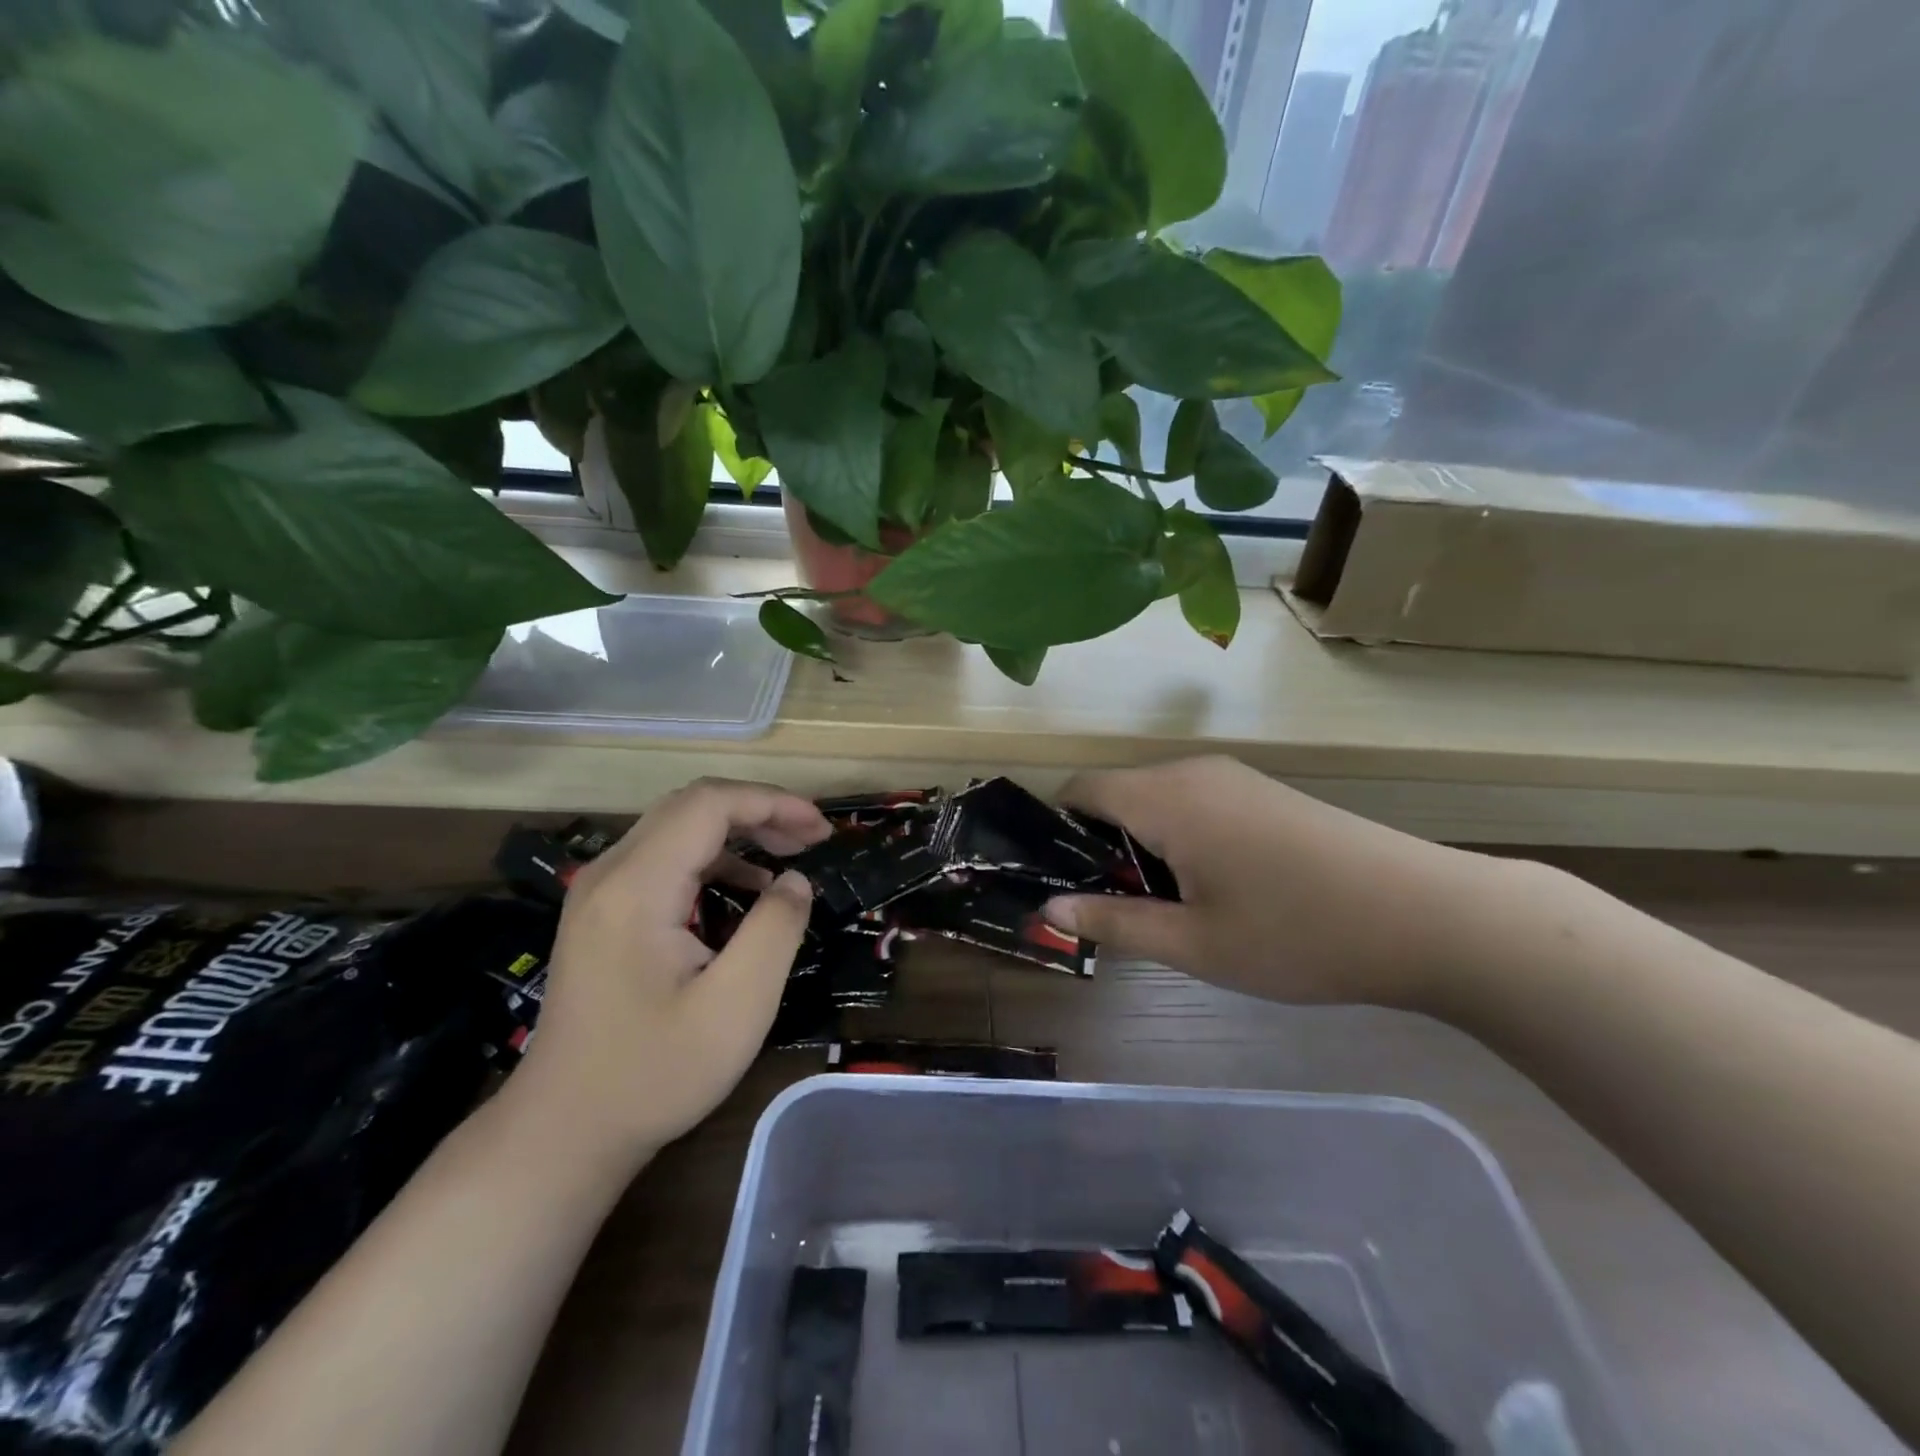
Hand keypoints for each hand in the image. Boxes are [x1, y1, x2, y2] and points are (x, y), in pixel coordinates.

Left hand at [512, 778, 829, 1164]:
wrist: (563, 1131)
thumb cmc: (654, 1073)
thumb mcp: (736, 1007)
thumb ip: (775, 930)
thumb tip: (794, 881)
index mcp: (637, 887)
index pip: (708, 804)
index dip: (772, 802)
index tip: (822, 829)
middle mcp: (609, 875)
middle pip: (691, 806)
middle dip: (759, 810)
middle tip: (812, 838)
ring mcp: (600, 893)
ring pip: (677, 828)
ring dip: (737, 830)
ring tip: (789, 856)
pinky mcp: (602, 914)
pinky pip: (663, 859)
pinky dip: (713, 858)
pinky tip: (744, 889)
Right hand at [1043, 757, 1502, 1007]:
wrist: (1427, 915)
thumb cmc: (1297, 933)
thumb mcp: (1195, 943)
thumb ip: (1114, 922)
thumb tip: (1050, 907)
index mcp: (1165, 797)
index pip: (1079, 790)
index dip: (1055, 832)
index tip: (1056, 882)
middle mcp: (1192, 772)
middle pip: (1116, 793)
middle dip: (1098, 846)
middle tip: (1108, 909)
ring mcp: (1233, 777)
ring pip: (1156, 799)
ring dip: (1140, 845)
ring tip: (1159, 907)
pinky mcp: (1263, 792)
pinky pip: (1193, 803)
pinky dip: (1177, 837)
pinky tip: (1209, 888)